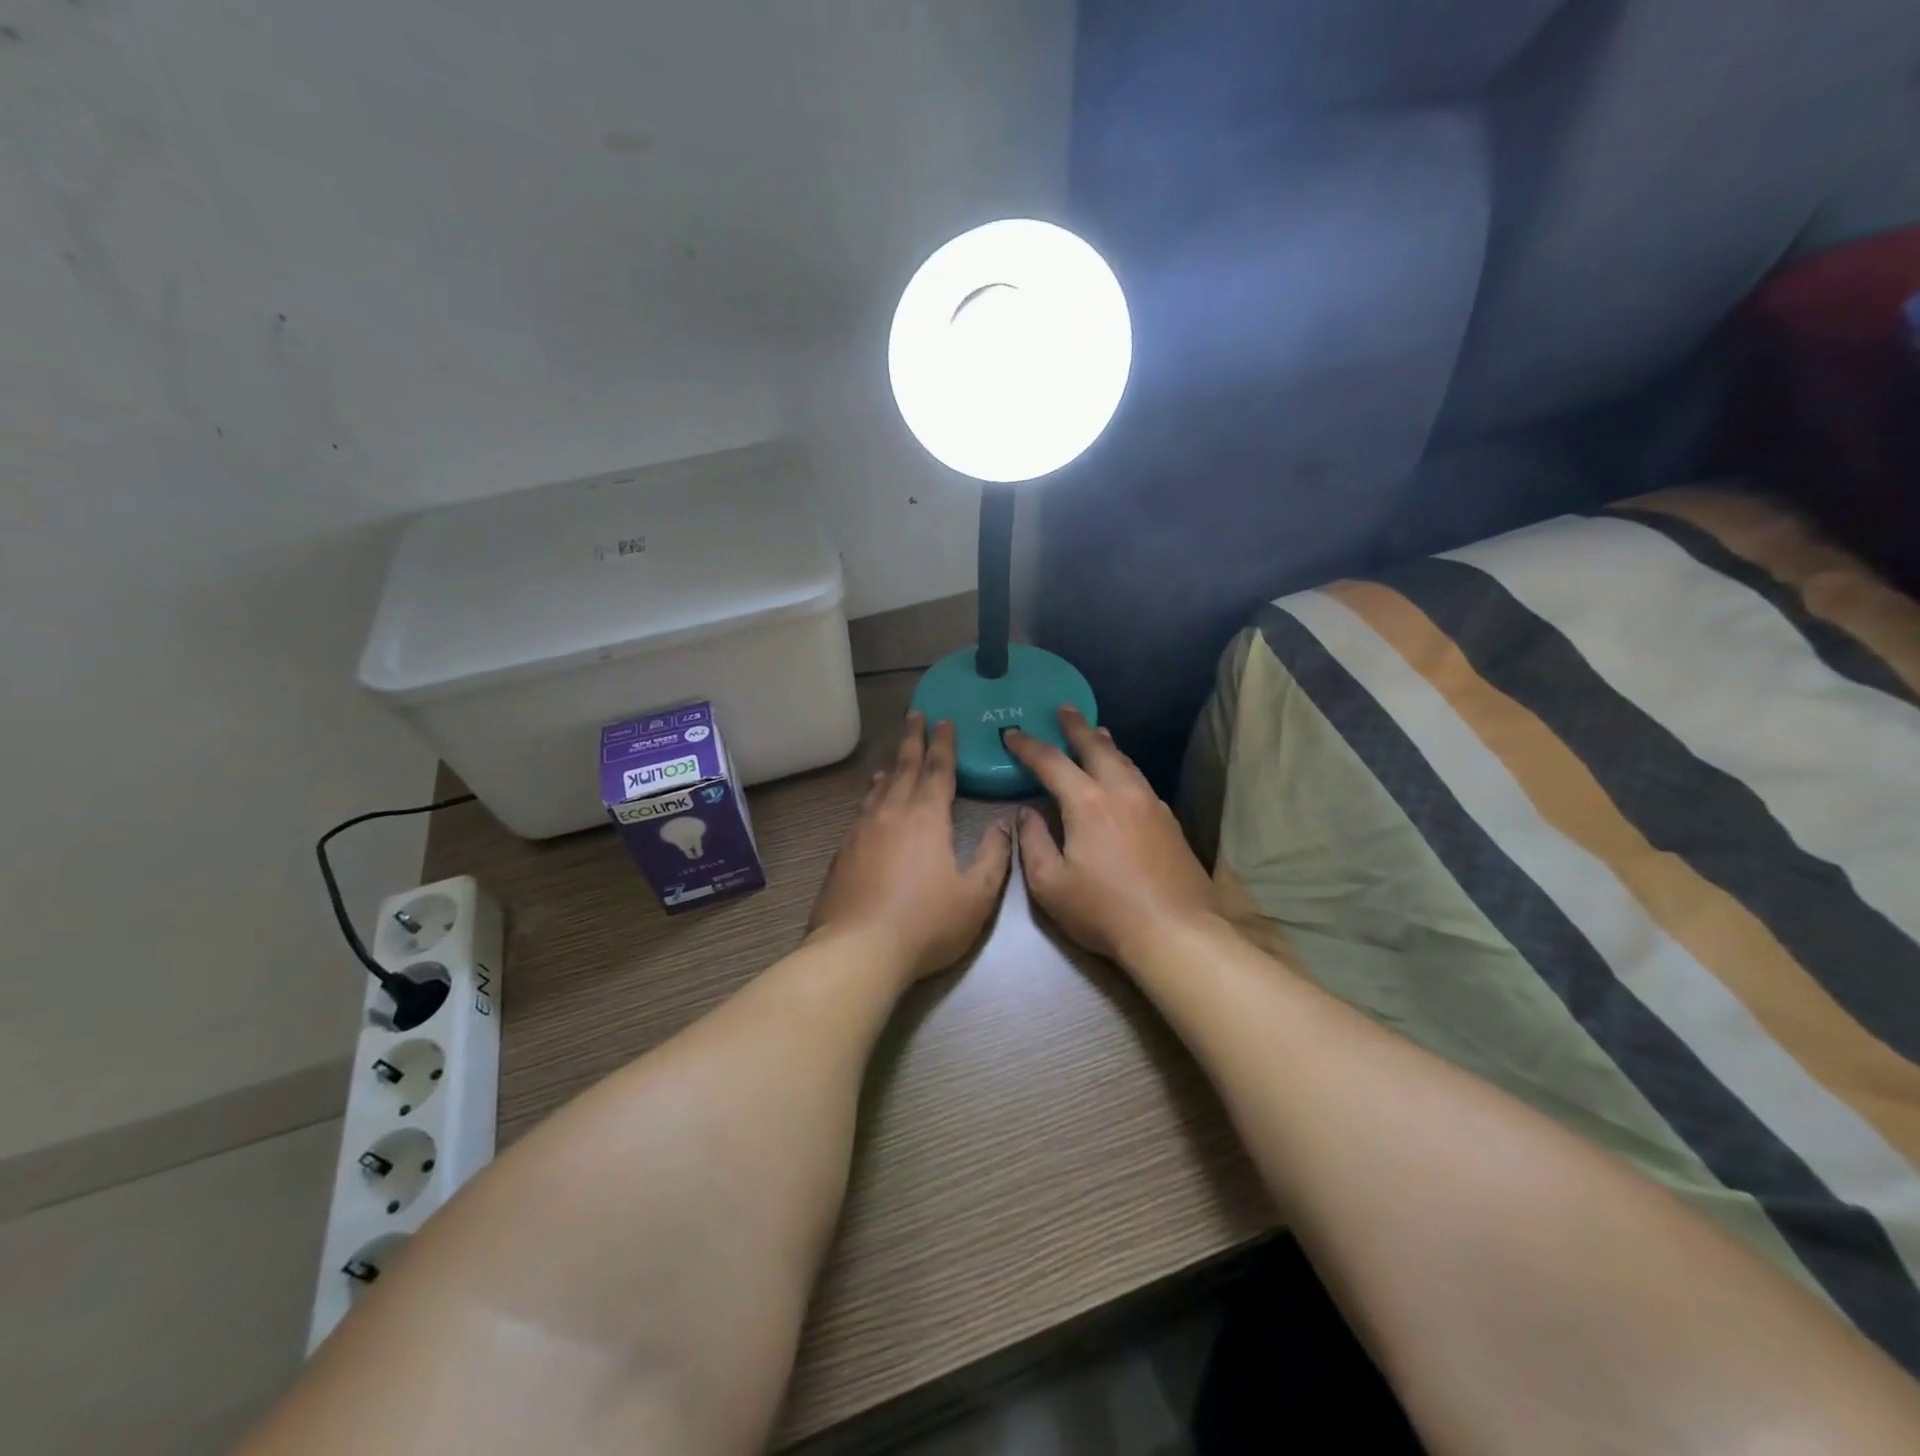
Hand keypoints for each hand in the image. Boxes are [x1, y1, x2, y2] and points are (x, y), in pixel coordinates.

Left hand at [810, 713, 1014, 982]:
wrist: (858, 949)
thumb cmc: (925, 923)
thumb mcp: (976, 895)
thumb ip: (994, 856)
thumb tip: (1005, 824)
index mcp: (926, 817)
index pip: (938, 770)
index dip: (944, 744)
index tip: (945, 720)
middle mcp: (891, 812)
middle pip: (904, 767)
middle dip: (913, 739)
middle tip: (916, 715)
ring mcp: (862, 830)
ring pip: (879, 787)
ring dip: (891, 766)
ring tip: (896, 756)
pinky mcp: (843, 851)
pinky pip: (862, 808)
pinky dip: (871, 794)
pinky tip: (871, 799)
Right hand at [1005, 707, 1220, 968]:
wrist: (1175, 932)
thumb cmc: (1103, 910)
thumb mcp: (1050, 884)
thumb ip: (1033, 843)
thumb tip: (1027, 814)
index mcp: (1087, 802)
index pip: (1051, 762)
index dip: (1028, 746)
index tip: (1012, 734)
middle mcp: (1121, 791)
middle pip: (1097, 747)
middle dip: (1076, 726)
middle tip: (1065, 709)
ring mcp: (1151, 804)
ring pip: (1125, 761)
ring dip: (1106, 744)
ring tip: (1097, 732)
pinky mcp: (1169, 822)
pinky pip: (1140, 780)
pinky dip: (1124, 767)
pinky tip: (1123, 776)